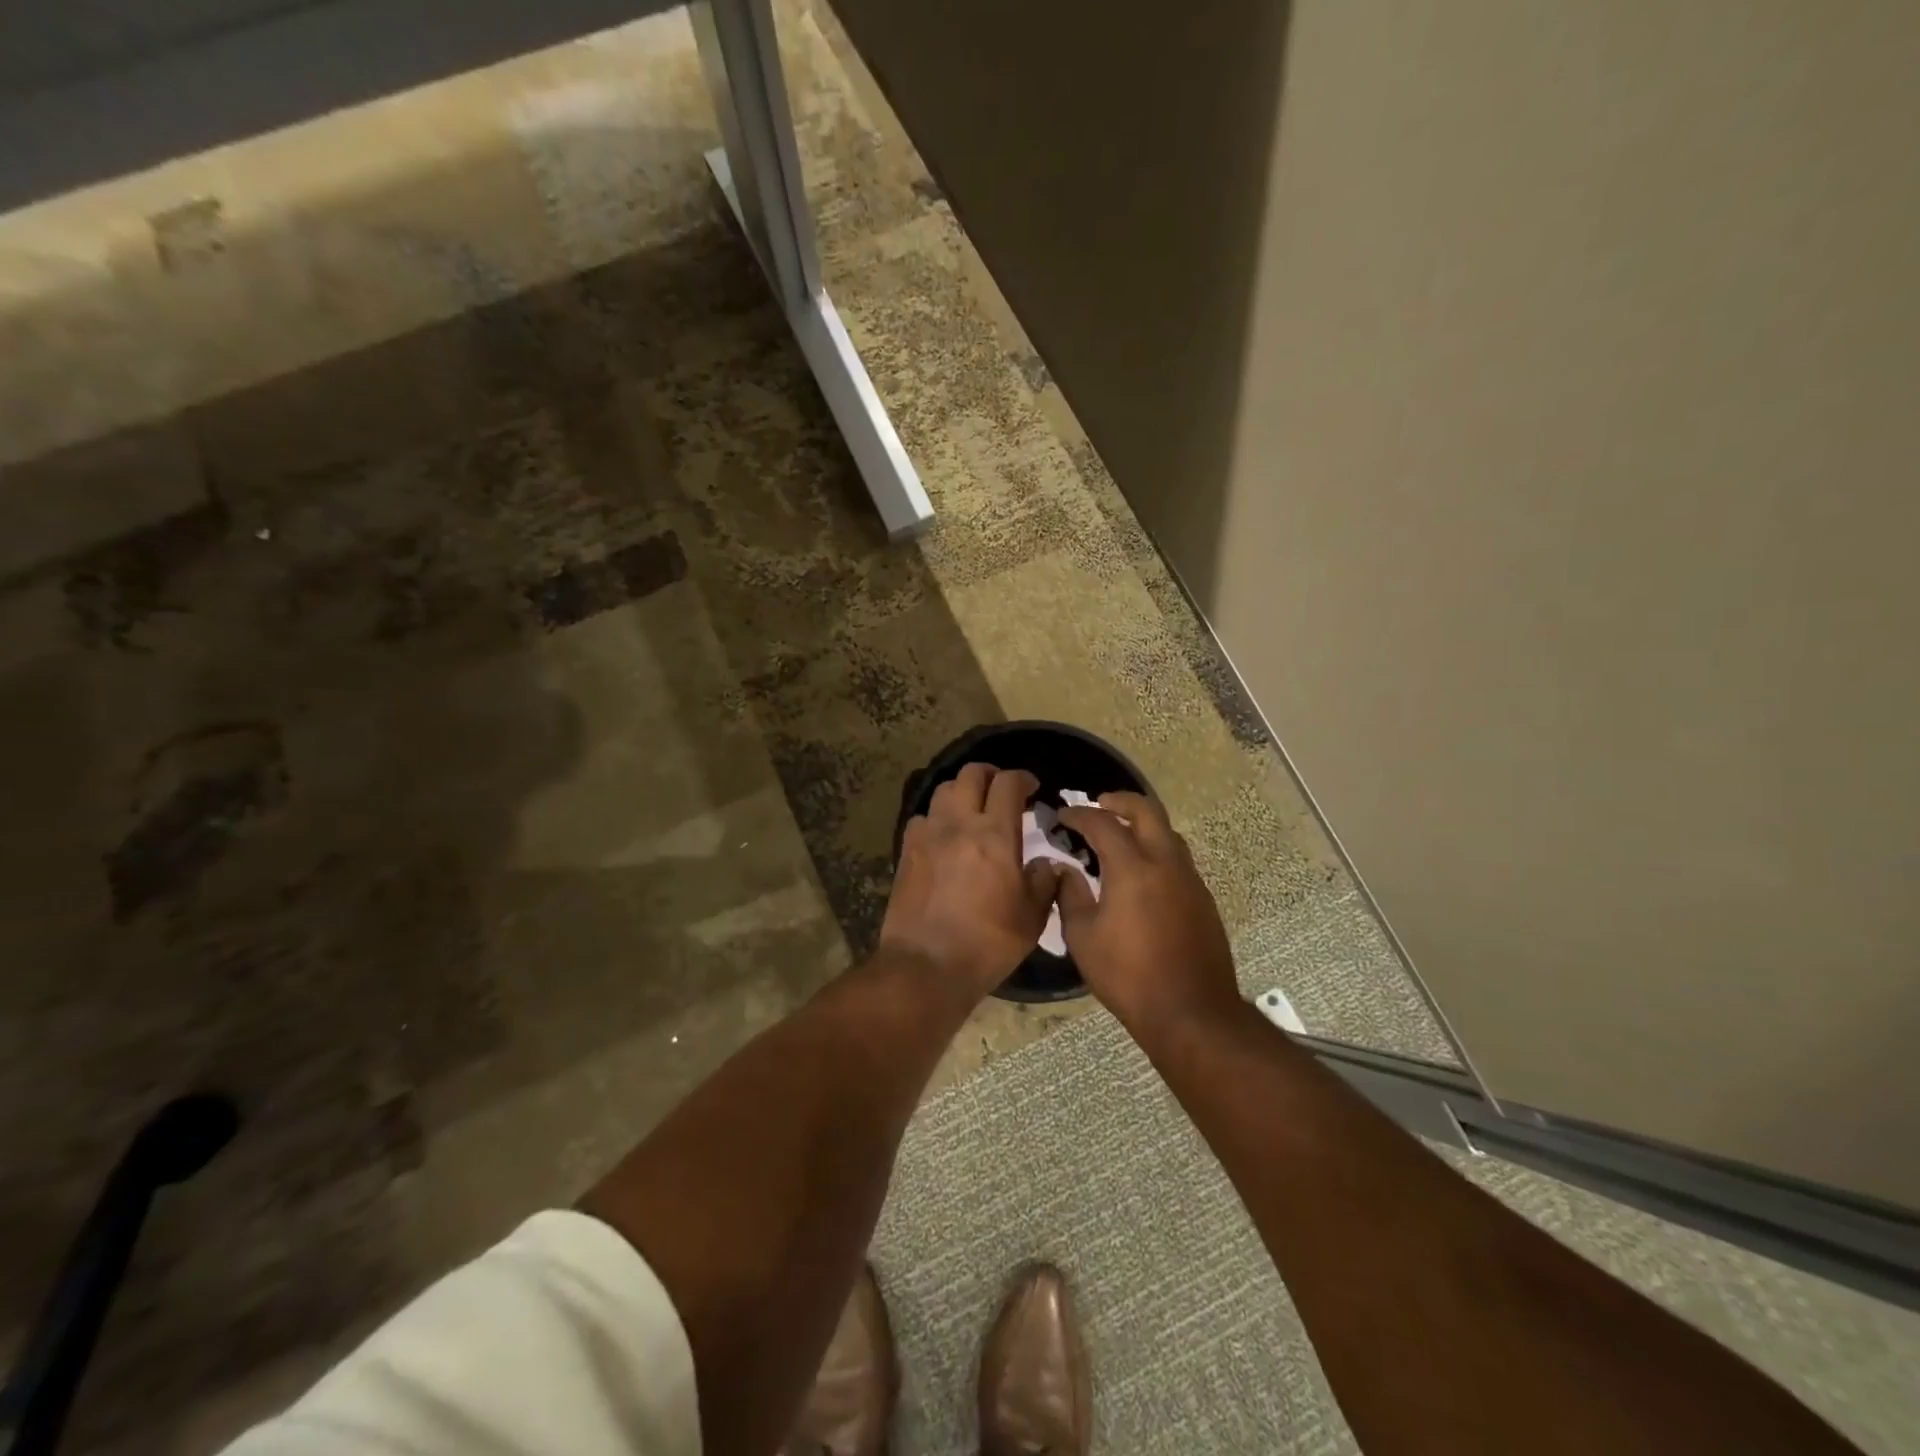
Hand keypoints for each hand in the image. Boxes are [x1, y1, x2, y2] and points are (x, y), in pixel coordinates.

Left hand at [881, 763, 1059, 1000]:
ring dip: (961, 792)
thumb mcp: (1032, 917)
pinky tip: (943, 837)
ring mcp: (928, 835)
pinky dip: (936, 818)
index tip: (1031, 787)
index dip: (1022, 778)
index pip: (1008, 783)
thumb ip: (1044, 882)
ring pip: (943, 790)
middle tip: (1001, 790)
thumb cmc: (988, 943)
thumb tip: (1047, 864)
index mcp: (995, 834)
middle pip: (970, 774)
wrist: (927, 965)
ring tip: (971, 809)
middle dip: (990, 775)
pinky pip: (921, 818)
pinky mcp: (906, 852)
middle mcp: (959, 824)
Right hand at [1056, 792, 1238, 1026]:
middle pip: (1146, 810)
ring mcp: (1189, 880)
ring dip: (1141, 824)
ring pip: (1167, 833)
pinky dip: (1155, 850)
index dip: (1078, 815)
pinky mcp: (1203, 899)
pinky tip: (1140, 873)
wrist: (1191, 1012)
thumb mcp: (1082, 938)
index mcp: (1132, 868)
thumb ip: (1070, 896)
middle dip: (1119, 800)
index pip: (1103, 824)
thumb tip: (1065, 871)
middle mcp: (1165, 863)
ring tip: (1118, 836)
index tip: (1061, 817)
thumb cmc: (1128, 976)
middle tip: (1097, 805)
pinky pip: (1177, 859)